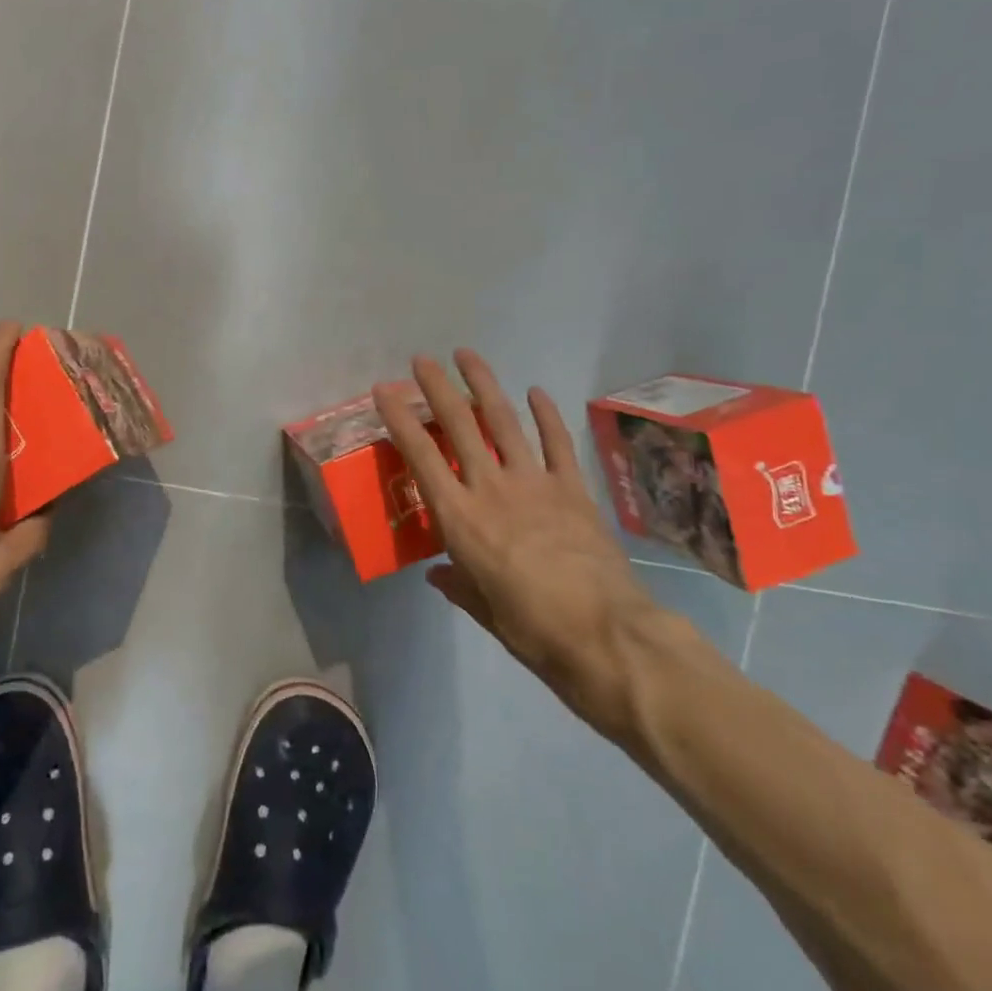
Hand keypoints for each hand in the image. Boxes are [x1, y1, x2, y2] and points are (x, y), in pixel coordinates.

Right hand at [374, 350, 663, 733]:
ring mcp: (535, 483)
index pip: (421, 457)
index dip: (400, 419)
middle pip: (460, 426)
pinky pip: (557, 443)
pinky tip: (537, 392)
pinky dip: (547, 415)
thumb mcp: (484, 611)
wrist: (606, 634)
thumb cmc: (532, 629)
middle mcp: (491, 488)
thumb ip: (459, 584)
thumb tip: (440, 573)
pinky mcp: (573, 489)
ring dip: (484, 385)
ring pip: (504, 422)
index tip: (385, 391)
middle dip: (437, 388)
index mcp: (459, 518)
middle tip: (422, 360)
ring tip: (468, 355)